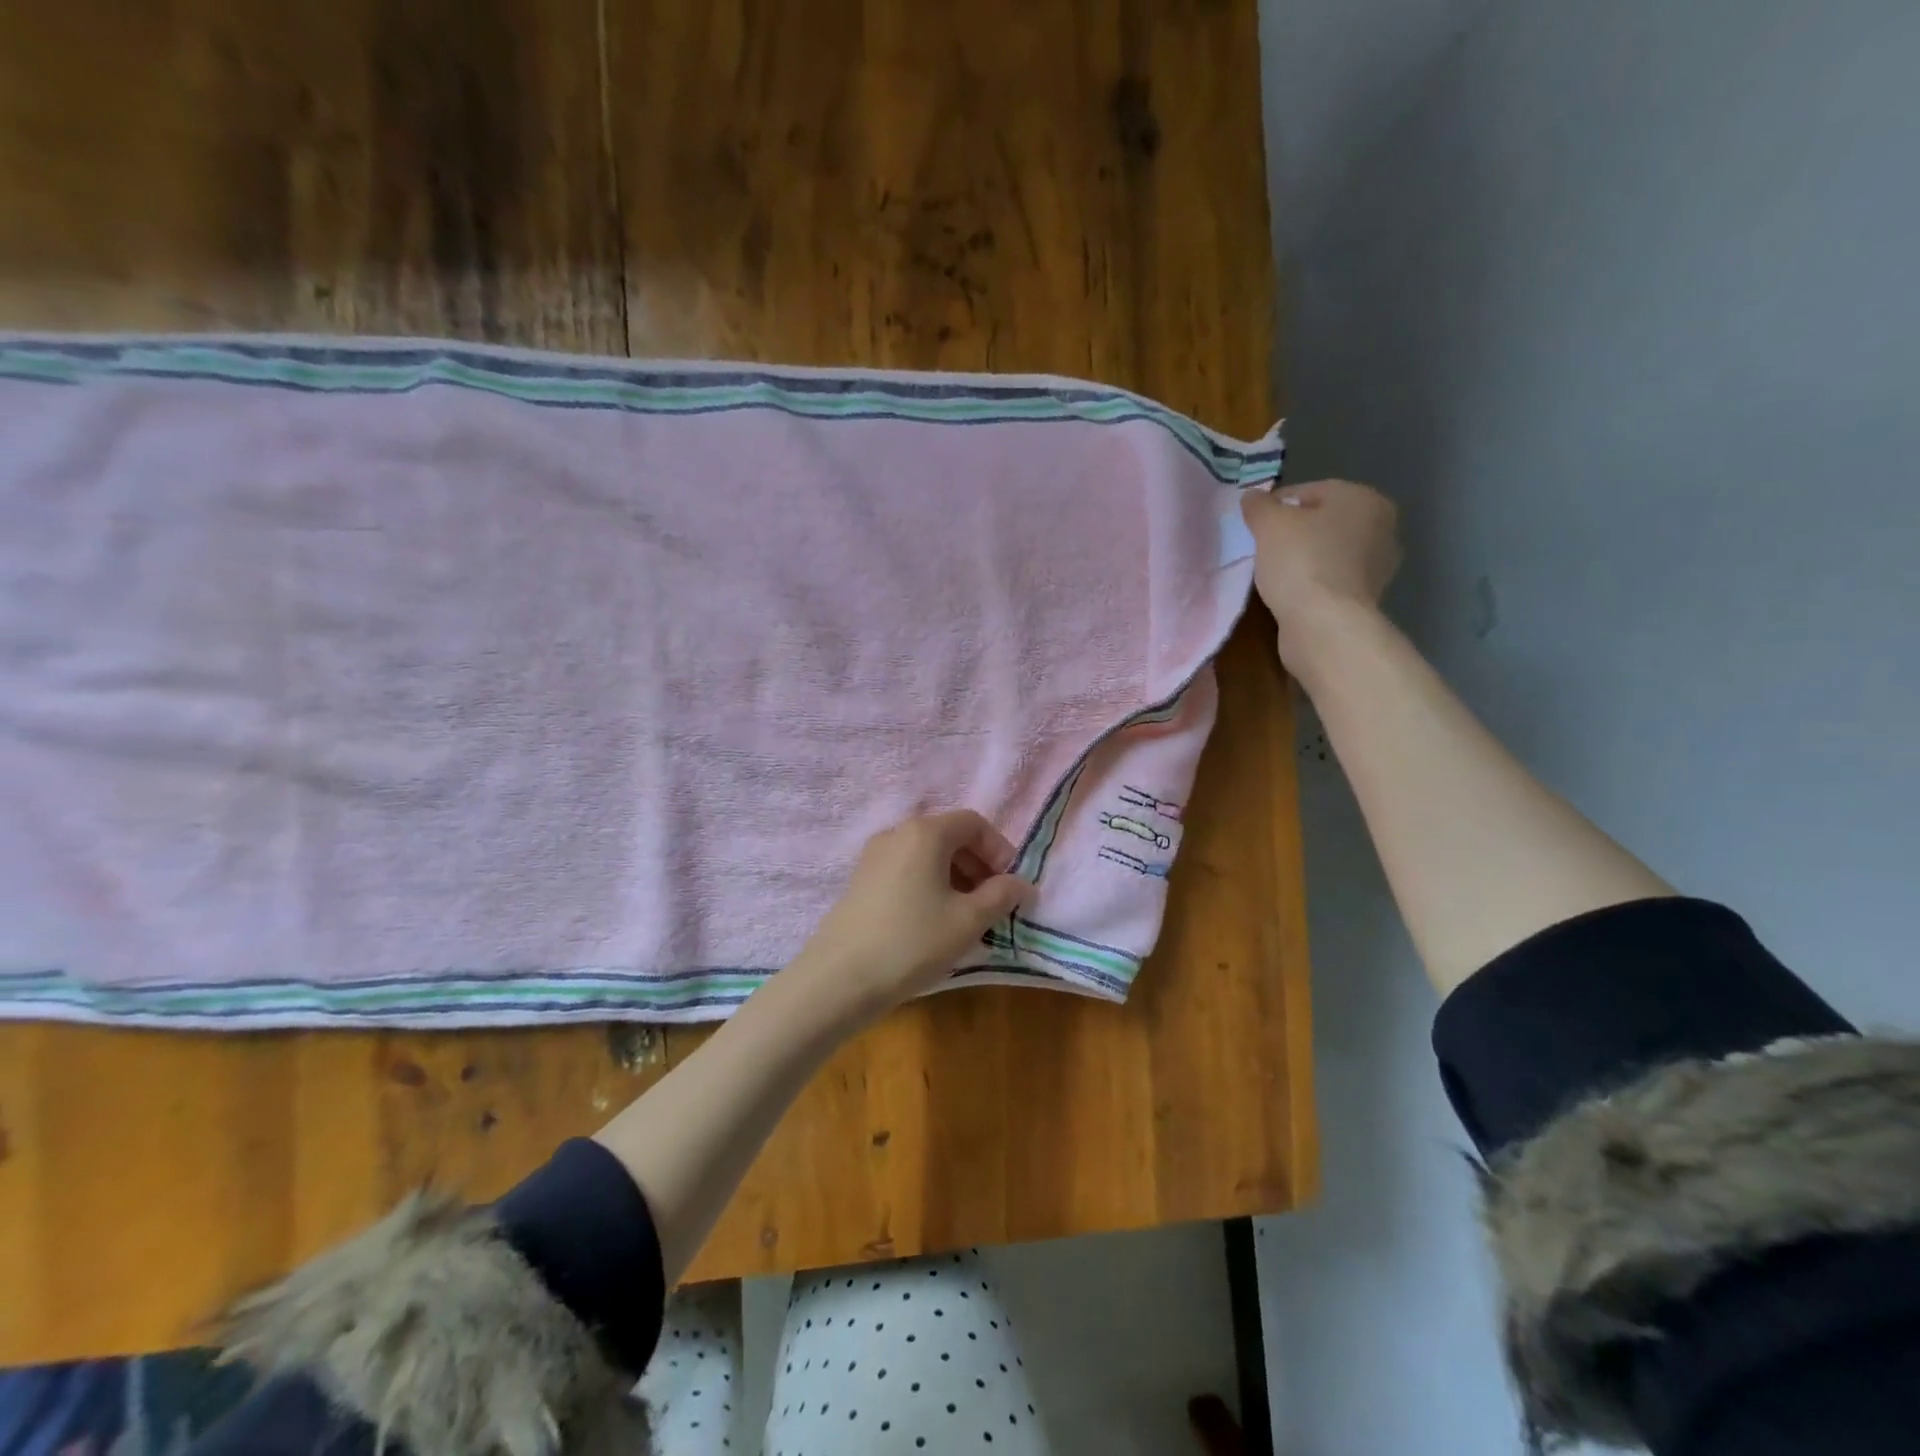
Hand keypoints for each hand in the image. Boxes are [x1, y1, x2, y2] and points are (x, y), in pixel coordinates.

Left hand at [788, 810, 1033, 1022]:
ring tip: (966, 917)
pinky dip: (929, 885)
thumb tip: (1021, 883)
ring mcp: (874, 855)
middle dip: (978, 865)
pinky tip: (933, 921)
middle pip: (949, 835)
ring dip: (955, 876)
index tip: (1010, 885)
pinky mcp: (861, 880)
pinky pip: (906, 870)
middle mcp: (897, 833)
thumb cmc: (913, 942)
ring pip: (927, 855)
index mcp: (926, 832)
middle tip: (992, 903)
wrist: (840, 978)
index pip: (974, 823)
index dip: (999, 850)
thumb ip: (1001, 895)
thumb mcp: (968, 921)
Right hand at [1242, 480, 1401, 661]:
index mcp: (1364, 498)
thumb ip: (1259, 505)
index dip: (1276, 506)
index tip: (1253, 525)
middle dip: (1293, 532)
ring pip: (1327, 552)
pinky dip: (1311, 583)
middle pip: (1322, 522)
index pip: (1309, 492)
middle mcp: (1381, 527)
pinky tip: (1291, 593)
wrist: (1324, 624)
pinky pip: (1330, 580)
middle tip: (1261, 549)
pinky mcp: (1366, 598)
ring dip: (1303, 559)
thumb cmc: (1301, 562)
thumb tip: (1252, 496)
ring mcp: (1377, 566)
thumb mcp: (1269, 524)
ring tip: (1273, 573)